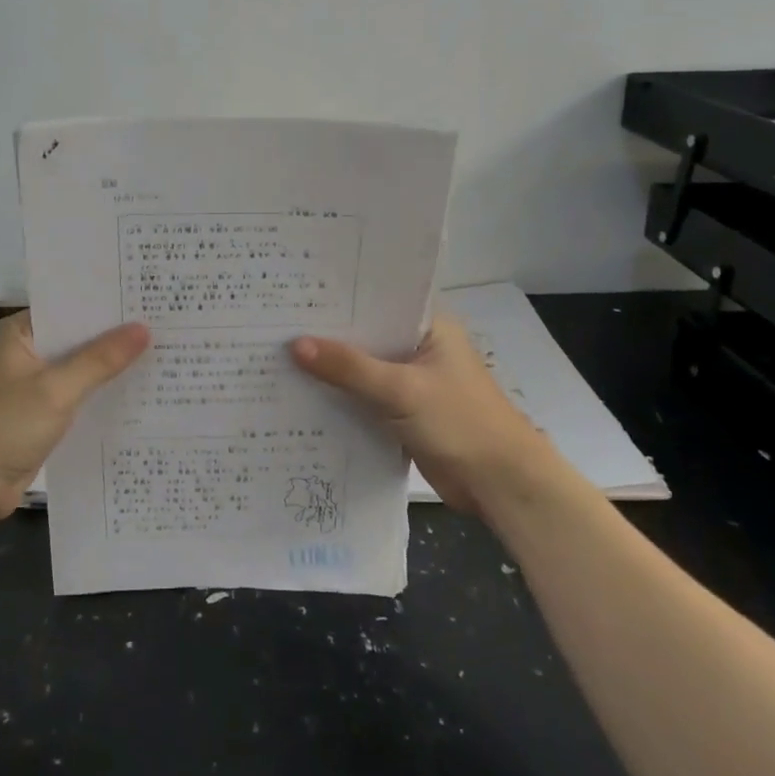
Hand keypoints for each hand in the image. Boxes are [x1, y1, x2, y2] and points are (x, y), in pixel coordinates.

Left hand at [0, 311, 149, 519]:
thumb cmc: (3, 425)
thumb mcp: (55, 389)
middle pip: (78, 338)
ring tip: (164, 355)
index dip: (108, 302)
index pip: (71, 306)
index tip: (149, 298)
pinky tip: (138, 394)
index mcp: (22, 333)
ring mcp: (34, 386)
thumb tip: (143, 329)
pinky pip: (78, 397)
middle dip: (117, 336)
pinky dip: (101, 396)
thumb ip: (100, 359)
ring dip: (111, 368)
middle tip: (168, 326)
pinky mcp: (41, 416)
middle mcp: (27, 353)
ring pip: (80, 369)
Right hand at [290, 310, 577, 516]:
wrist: (500, 484)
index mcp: (429, 326)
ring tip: (276, 353)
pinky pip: (364, 396)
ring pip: (362, 367)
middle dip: (327, 333)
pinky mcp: (403, 411)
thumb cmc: (460, 422)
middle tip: (275, 322)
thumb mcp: (401, 389)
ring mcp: (411, 380)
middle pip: (366, 334)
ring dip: (331, 367)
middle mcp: (419, 346)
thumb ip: (348, 367)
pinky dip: (340, 396)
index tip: (296, 291)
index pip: (378, 299)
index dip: (339, 296)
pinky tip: (301, 392)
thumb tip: (295, 345)